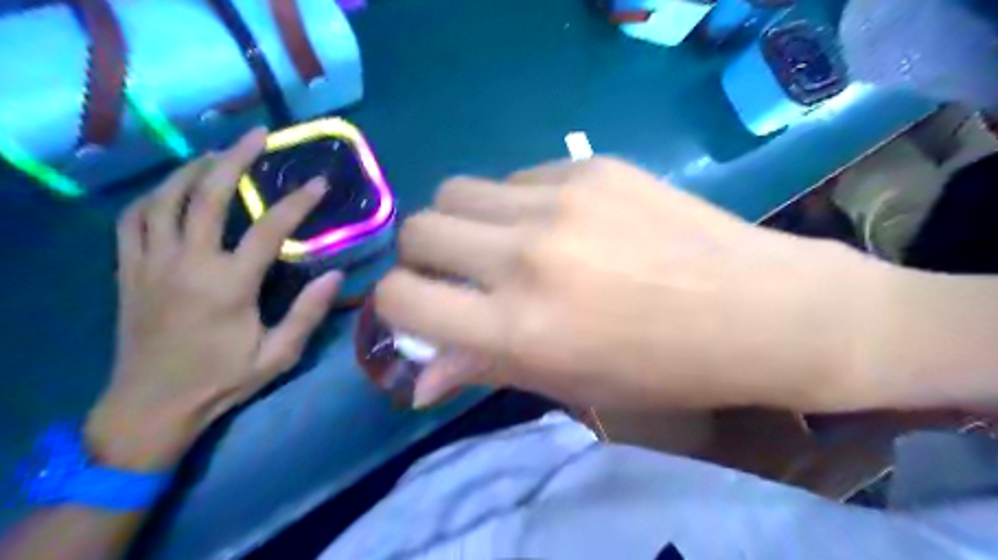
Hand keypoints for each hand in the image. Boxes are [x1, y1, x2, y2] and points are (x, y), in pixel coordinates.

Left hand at [85, 128, 342, 467]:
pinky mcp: (128, 270)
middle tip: (258, 135)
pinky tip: (173, 190)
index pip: (268, 230)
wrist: (150, 407)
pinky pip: (133, 219)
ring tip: (218, 154)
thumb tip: (336, 275)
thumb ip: (307, 314)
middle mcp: (187, 264)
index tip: (319, 183)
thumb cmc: (221, 381)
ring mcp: (151, 263)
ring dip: (193, 169)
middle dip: (235, 159)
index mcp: (229, 286)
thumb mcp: (278, 356)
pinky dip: (154, 195)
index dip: (297, 202)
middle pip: (208, 196)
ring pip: (165, 198)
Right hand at [377, 157, 887, 410]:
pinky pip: (516, 176)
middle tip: (458, 273)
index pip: (401, 297)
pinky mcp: (590, 165)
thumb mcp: (567, 384)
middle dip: (424, 256)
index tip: (421, 310)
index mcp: (517, 326)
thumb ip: (483, 371)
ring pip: (456, 190)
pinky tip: (556, 222)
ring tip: (502, 242)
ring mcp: (559, 200)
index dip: (397, 306)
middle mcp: (525, 256)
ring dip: (463, 221)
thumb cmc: (662, 368)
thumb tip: (417, 380)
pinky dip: (514, 203)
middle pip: (418, 228)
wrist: (759, 309)